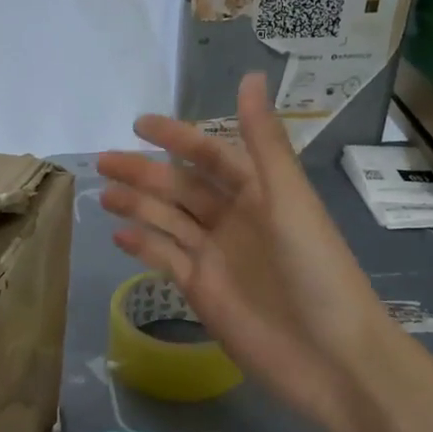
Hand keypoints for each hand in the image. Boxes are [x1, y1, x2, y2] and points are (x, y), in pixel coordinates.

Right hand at [96, 73, 399, 431]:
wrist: (328, 356)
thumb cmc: (315, 270)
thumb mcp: (289, 199)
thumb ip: (263, 142)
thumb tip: (250, 75)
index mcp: (260, 193)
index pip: (211, 155)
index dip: (177, 137)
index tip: (139, 125)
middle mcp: (235, 219)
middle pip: (182, 188)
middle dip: (144, 173)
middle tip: (104, 161)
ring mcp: (215, 256)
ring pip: (168, 221)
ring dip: (137, 206)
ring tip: (104, 194)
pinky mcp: (201, 291)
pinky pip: (166, 260)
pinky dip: (144, 246)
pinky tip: (119, 236)